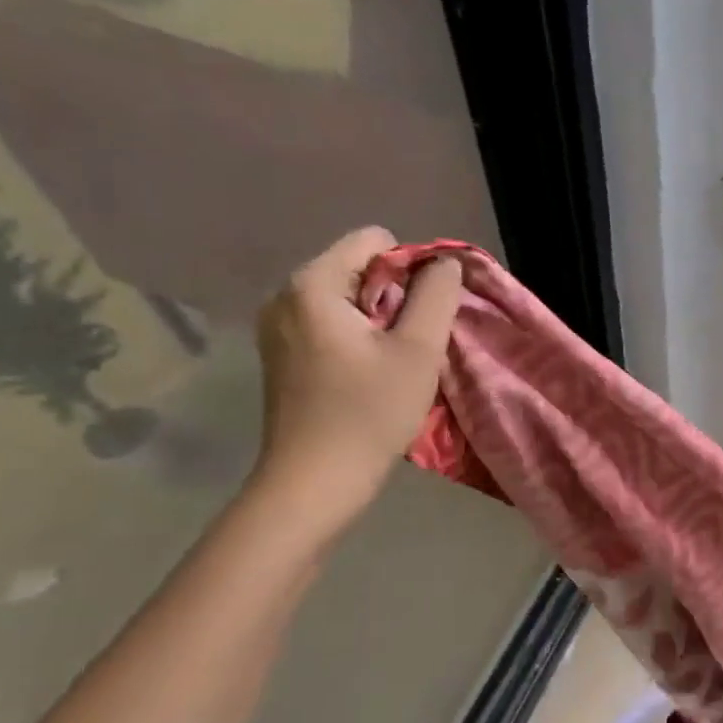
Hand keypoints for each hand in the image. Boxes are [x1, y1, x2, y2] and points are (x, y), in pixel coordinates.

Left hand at [251, 227, 462, 529]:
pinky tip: (368, 376)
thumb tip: (444, 263)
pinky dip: (358, 339)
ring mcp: (277, 326)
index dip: (412, 269)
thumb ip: (437, 294)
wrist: (314, 481)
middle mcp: (285, 295)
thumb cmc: (369, 412)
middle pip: (359, 268)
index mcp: (312, 284)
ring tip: (391, 363)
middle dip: (395, 297)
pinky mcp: (281, 354)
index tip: (421, 317)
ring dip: (380, 321)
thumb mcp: (418, 349)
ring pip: (347, 298)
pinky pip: (330, 323)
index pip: (375, 240)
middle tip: (409, 345)